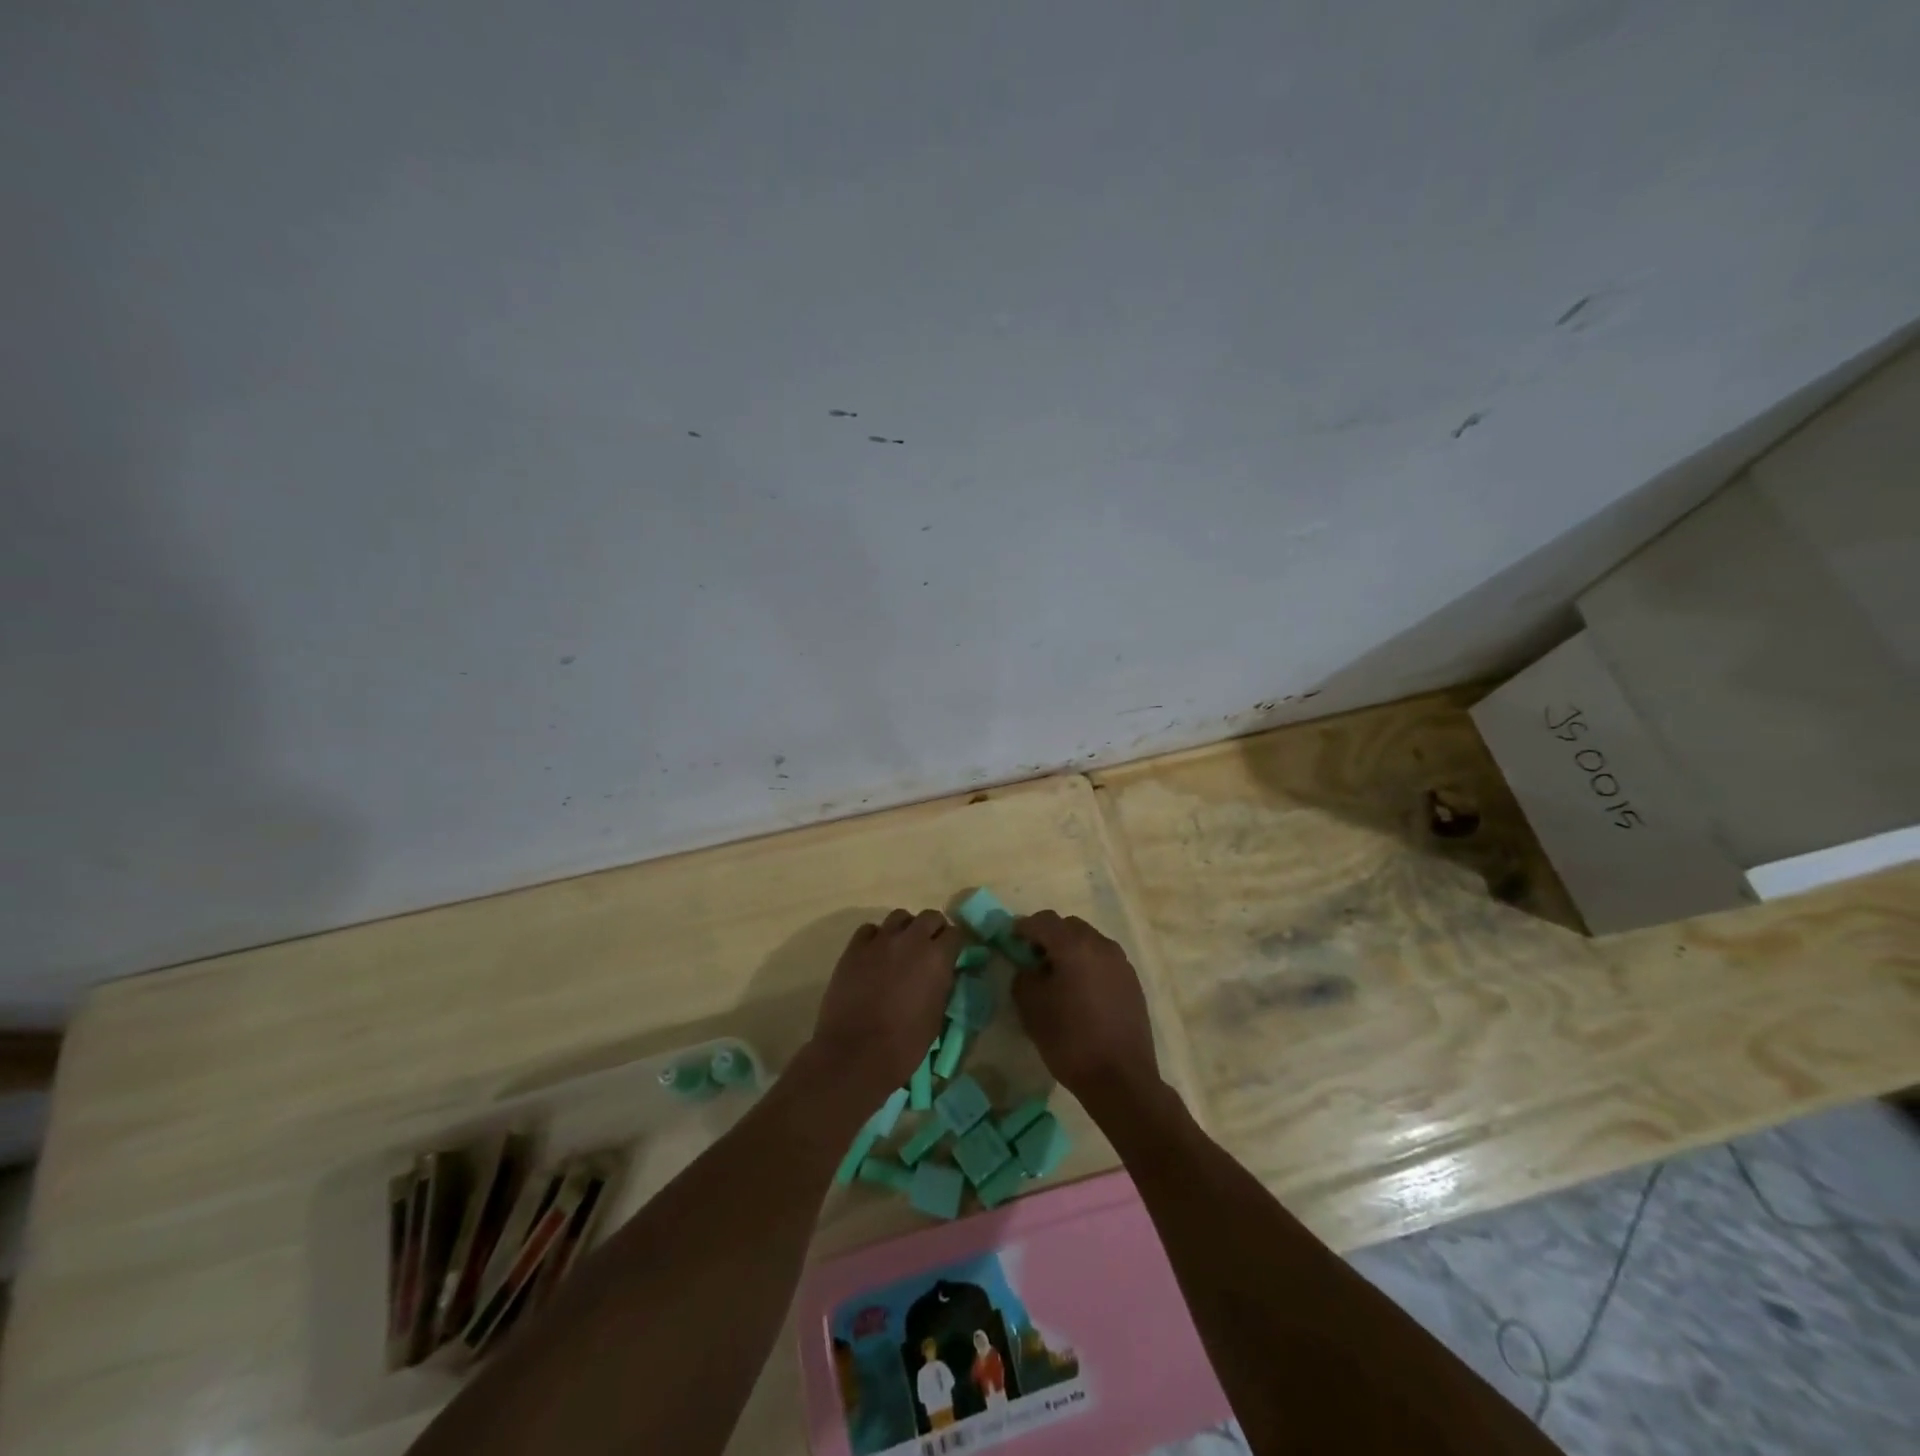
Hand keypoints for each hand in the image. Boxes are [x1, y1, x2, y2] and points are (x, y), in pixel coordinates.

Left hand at [805, 910, 958, 1104]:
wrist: (855, 1054)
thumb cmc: (903, 1044)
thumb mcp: (936, 1016)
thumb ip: (942, 986)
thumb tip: (942, 973)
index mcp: (937, 958)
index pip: (956, 934)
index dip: (955, 944)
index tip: (953, 955)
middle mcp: (911, 940)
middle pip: (929, 917)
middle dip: (933, 930)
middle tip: (930, 949)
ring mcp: (880, 940)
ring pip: (899, 917)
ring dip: (905, 929)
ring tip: (901, 949)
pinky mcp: (854, 948)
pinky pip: (870, 930)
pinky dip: (877, 938)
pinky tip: (875, 955)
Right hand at [1011, 911, 1161, 1111]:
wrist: (1120, 1078)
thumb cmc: (1069, 1039)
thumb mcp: (1031, 1007)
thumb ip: (1024, 977)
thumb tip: (1030, 968)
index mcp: (1074, 946)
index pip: (1044, 921)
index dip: (1024, 927)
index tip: (1011, 940)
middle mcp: (1101, 945)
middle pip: (1069, 927)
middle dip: (1049, 936)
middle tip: (1033, 959)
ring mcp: (1121, 963)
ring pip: (1089, 942)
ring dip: (1071, 950)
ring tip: (1058, 977)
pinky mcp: (1133, 982)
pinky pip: (1104, 961)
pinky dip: (1088, 965)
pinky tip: (1081, 992)